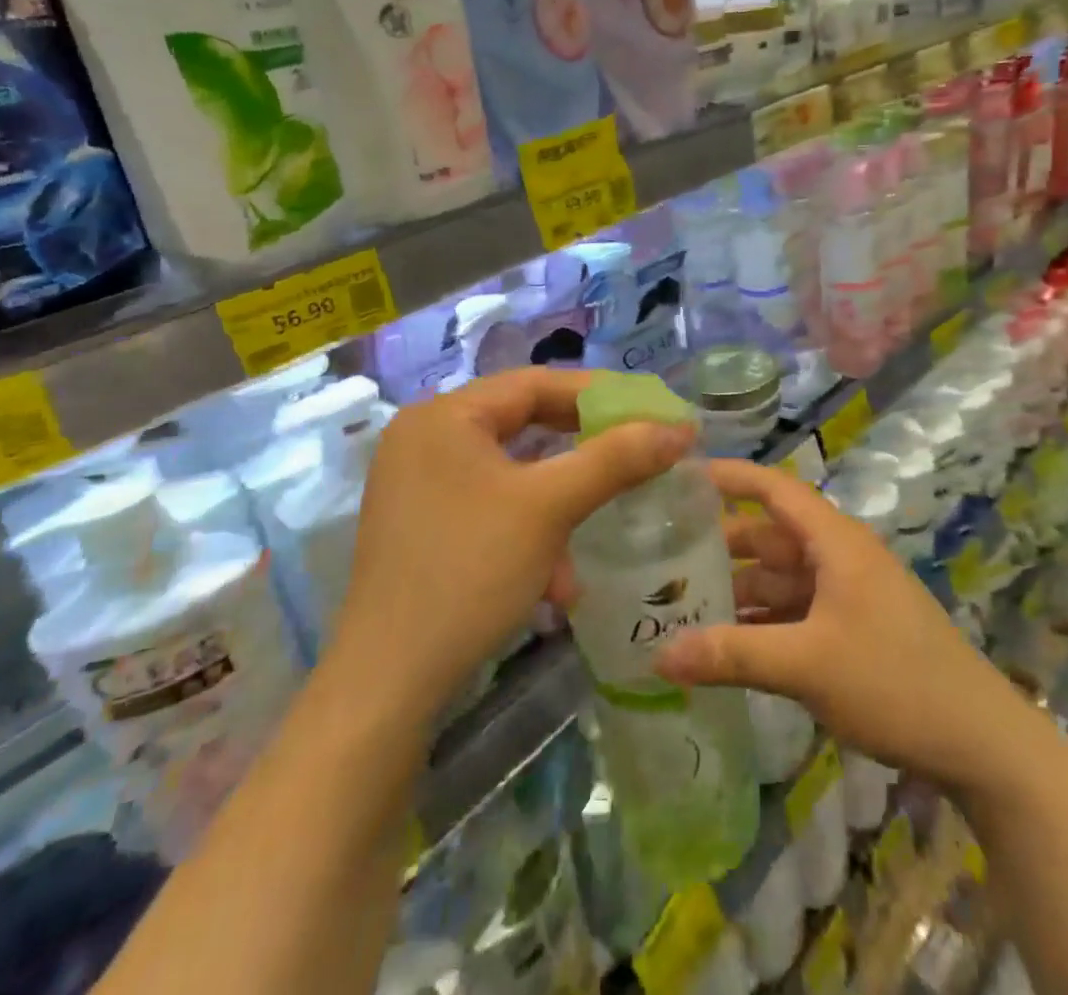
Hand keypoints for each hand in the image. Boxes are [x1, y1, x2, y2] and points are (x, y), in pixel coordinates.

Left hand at [325, 368, 693, 720]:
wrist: (387, 684)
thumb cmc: (469, 572)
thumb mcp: (550, 507)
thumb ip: (616, 458)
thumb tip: (680, 427)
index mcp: (444, 416)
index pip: (535, 383)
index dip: (600, 394)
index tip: (651, 409)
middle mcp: (425, 437)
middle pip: (523, 423)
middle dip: (583, 448)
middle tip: (638, 452)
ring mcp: (418, 483)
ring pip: (512, 471)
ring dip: (561, 498)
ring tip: (600, 522)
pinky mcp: (422, 524)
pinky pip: (491, 505)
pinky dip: (530, 528)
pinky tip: (556, 579)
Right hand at [657, 459, 1029, 795]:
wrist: (979, 741)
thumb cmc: (893, 681)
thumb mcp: (807, 665)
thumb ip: (732, 655)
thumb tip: (658, 653)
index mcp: (834, 541)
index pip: (774, 488)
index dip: (730, 476)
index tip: (680, 475)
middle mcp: (838, 557)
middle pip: (769, 537)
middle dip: (719, 546)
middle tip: (659, 557)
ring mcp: (847, 594)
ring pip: (780, 578)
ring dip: (737, 590)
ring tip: (679, 605)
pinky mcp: (852, 629)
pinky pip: (795, 611)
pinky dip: (762, 621)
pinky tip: (725, 645)